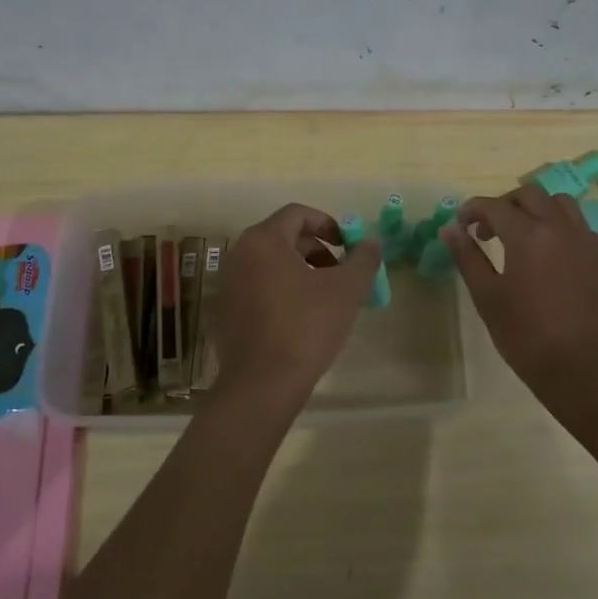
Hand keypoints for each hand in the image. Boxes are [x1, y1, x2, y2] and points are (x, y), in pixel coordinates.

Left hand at [212, 203, 382, 414]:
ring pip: (270, 262)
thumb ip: (363, 259)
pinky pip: (257, 285)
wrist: (261, 385)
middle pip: (283, 237)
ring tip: (325, 296)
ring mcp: (229, 283)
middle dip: (316, 249)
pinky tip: (301, 318)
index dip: (327, 224)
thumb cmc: (306, 327)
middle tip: (340, 272)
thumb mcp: (346, 290)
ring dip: (300, 270)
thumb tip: (372, 242)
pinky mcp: (226, 310)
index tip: (347, 245)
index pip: (297, 214)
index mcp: (264, 240)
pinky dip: (281, 289)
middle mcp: (240, 254)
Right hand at [441, 184, 597, 415]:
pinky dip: (561, 229)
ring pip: (562, 204)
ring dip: (537, 210)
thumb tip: (450, 229)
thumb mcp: (488, 297)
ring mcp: (589, 242)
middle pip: (530, 194)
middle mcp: (561, 228)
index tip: (461, 224)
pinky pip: (581, 228)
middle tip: (489, 231)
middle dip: (505, 205)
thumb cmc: (527, 337)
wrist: (585, 372)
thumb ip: (467, 257)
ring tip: (524, 236)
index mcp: (528, 235)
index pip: (494, 206)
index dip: (472, 210)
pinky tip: (552, 259)